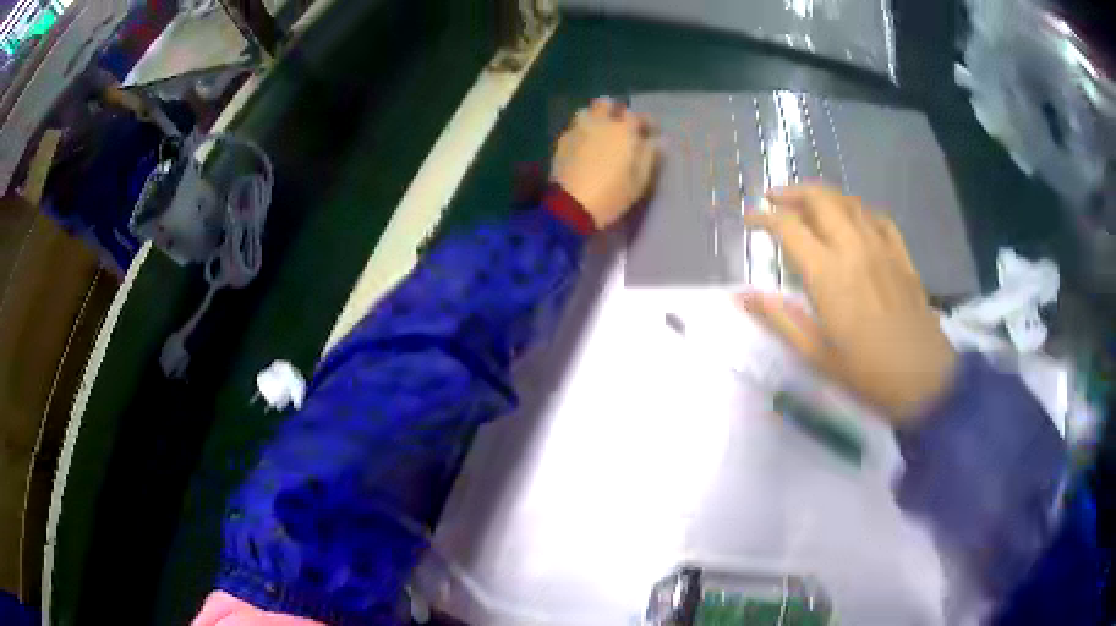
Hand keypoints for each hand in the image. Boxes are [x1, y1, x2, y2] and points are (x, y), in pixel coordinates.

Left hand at [551, 97, 659, 228]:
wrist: (571, 206)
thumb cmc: (612, 194)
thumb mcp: (639, 180)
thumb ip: (649, 156)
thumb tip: (659, 141)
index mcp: (623, 131)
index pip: (637, 116)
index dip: (645, 122)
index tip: (649, 131)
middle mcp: (599, 123)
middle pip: (606, 104)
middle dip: (615, 111)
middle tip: (620, 126)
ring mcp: (578, 130)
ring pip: (587, 111)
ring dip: (595, 117)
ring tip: (599, 132)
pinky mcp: (562, 141)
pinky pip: (574, 127)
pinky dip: (581, 130)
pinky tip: (584, 144)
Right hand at [739, 184, 957, 426]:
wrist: (923, 380)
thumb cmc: (866, 373)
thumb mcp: (816, 354)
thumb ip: (779, 319)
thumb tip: (740, 296)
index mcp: (828, 274)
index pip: (789, 228)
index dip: (763, 219)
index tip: (749, 221)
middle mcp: (854, 248)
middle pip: (820, 200)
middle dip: (792, 193)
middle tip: (774, 199)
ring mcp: (882, 248)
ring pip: (849, 203)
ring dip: (824, 196)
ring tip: (808, 204)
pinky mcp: (902, 256)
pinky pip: (878, 218)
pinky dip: (859, 211)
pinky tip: (854, 220)